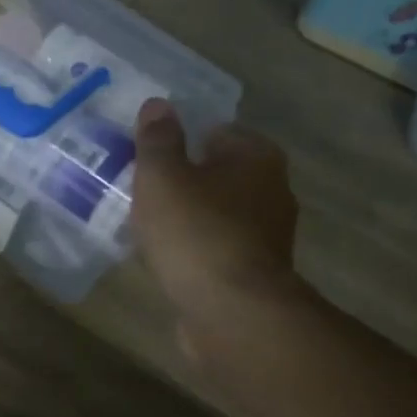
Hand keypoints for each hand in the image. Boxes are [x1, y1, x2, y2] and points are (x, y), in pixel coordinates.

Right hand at [131, 98, 303, 324]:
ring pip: (219, 215)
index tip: (150, 159)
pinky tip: (168, 262)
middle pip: (219, 175)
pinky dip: (197, 252)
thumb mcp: (162, 177)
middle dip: (185, 182)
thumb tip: (158, 104)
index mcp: (257, 157)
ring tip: (149, 229)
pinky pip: (218, 250)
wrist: (232, 312)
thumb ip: (157, 140)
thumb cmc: (196, 232)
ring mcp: (268, 236)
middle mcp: (272, 190)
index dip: (182, 141)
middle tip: (144, 192)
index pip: (217, 132)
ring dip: (190, 220)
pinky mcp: (256, 274)